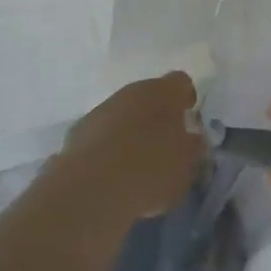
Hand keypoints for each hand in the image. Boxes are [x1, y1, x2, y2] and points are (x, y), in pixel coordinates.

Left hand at [62, 71, 204, 218]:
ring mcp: (102, 109)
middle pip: (149, 96)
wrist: (92, 188)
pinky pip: (101, 133)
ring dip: (130, 129)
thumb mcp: (186, 165)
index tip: (188, 119)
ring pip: (123, 113)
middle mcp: (131, 92)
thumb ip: (192, 148)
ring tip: (136, 162)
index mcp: (163, 92)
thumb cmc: (151, 170)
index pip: (181, 82)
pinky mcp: (78, 131)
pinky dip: (108, 145)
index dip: (186, 99)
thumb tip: (191, 139)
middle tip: (164, 143)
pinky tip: (111, 172)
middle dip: (157, 115)